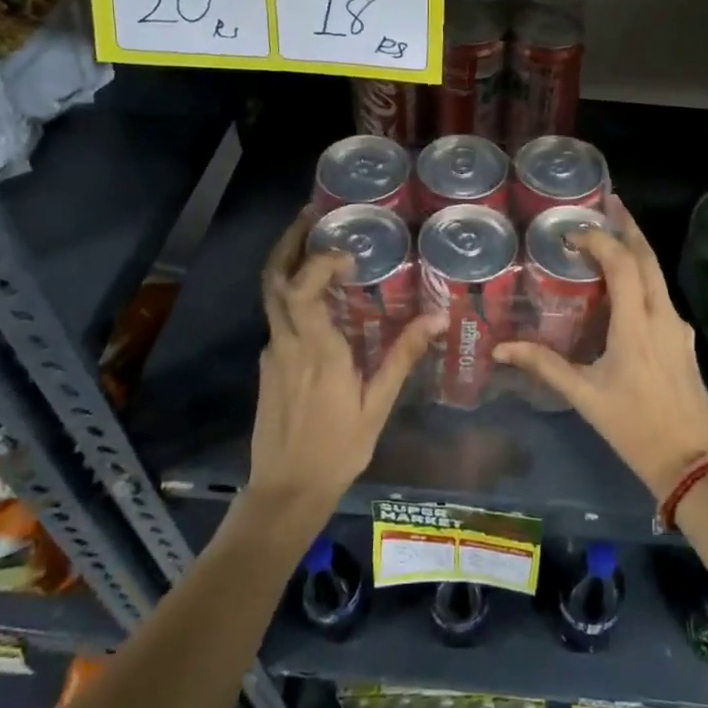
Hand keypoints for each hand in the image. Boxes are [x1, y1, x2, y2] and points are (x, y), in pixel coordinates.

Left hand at [250, 212, 444, 522]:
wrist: (285, 492)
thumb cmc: (337, 450)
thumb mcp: (377, 405)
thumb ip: (403, 357)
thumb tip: (438, 319)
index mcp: (316, 350)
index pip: (302, 288)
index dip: (320, 260)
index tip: (349, 254)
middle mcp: (287, 343)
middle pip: (273, 280)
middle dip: (288, 242)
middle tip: (311, 215)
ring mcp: (273, 353)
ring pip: (270, 295)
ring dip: (287, 262)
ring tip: (315, 242)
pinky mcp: (269, 365)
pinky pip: (278, 316)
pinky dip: (292, 293)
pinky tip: (319, 297)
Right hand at [494, 197, 707, 499]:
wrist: (692, 462)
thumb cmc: (634, 427)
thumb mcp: (585, 396)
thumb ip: (544, 365)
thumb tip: (500, 349)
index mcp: (637, 324)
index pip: (622, 263)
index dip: (598, 240)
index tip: (572, 233)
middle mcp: (662, 316)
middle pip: (648, 257)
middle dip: (628, 226)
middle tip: (606, 204)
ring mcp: (678, 327)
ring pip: (658, 275)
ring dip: (636, 250)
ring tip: (609, 237)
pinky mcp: (683, 340)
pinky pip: (661, 296)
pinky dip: (643, 278)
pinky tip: (625, 287)